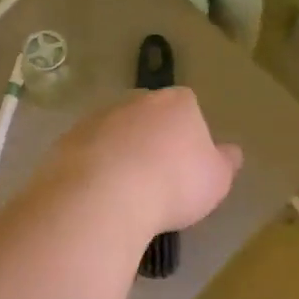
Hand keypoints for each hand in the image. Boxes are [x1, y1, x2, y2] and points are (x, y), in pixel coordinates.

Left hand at [36, 88, 242, 240]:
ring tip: (125, 195)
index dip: (189, 135)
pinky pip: (87, 154)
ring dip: (121, 155)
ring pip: (115, 133)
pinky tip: (98, 198)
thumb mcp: (216, 180)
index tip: (187, 166)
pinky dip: (93, 170)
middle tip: (157, 180)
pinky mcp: (66, 140)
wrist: (104, 196)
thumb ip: (225, 163)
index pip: (188, 107)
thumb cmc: (173, 184)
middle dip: (152, 141)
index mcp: (178, 102)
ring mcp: (98, 117)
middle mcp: (137, 100)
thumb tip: (231, 152)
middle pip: (149, 116)